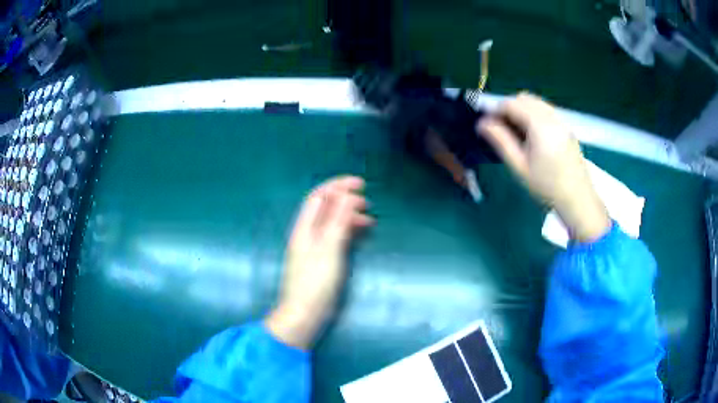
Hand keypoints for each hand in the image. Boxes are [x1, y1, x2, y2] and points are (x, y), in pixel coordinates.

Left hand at [265, 176, 372, 348]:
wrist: (305, 313)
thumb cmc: (316, 281)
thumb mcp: (329, 248)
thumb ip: (337, 221)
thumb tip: (346, 195)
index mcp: (304, 228)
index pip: (319, 197)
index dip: (337, 186)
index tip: (360, 184)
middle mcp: (307, 234)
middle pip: (325, 208)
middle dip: (344, 199)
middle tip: (367, 201)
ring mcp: (315, 247)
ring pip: (332, 223)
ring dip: (348, 215)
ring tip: (368, 218)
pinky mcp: (322, 259)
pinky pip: (336, 237)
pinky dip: (348, 231)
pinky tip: (360, 234)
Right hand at [477, 93, 609, 241]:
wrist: (578, 200)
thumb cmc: (547, 187)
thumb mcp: (519, 166)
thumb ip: (500, 140)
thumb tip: (481, 123)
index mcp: (540, 125)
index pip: (512, 103)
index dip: (496, 110)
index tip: (488, 126)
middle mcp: (552, 117)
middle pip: (524, 98)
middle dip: (509, 108)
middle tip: (501, 130)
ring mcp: (562, 121)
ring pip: (536, 103)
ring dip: (522, 110)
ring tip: (517, 133)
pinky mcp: (567, 128)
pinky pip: (546, 111)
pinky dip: (534, 115)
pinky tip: (533, 136)